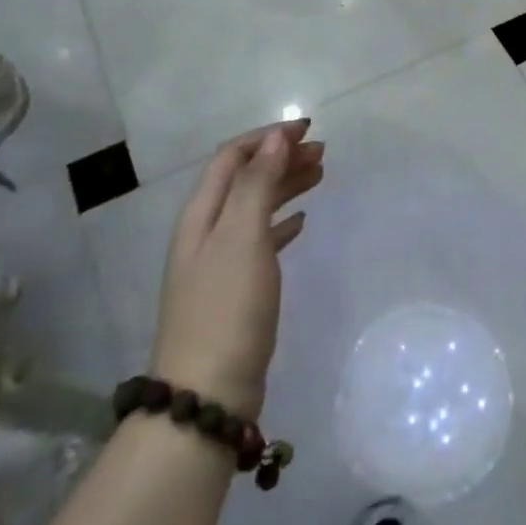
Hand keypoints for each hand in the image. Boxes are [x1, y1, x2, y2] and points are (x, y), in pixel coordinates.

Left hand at [149, 120, 324, 420]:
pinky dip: (281, 222)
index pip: (233, 157)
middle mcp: (206, 231)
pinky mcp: (235, 290)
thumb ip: (257, 183)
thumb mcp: (242, 236)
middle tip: (322, 153)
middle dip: (281, 159)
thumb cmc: (227, 306)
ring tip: (319, 176)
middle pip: (245, 179)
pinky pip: (261, 239)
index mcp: (202, 213)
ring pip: (255, 207)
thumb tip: (275, 139)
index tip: (308, 130)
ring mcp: (219, 262)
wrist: (208, 394)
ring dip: (284, 186)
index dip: (268, 138)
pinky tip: (301, 222)